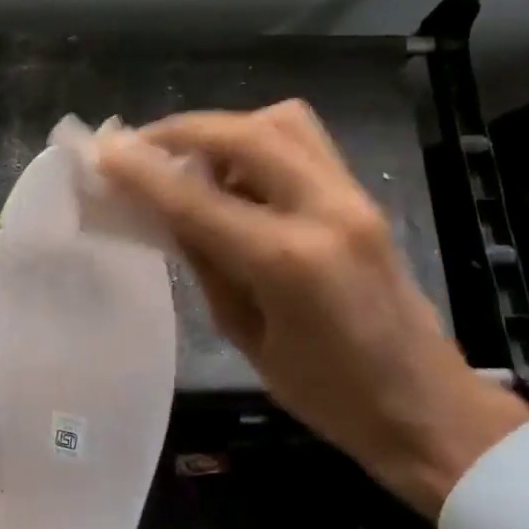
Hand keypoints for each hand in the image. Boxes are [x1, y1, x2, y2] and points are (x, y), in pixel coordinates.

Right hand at [98, 102, 528, 516]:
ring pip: (281, 122)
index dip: (141, 171)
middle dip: (181, 131)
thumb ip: (205, 261)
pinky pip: (304, 143)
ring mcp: (352, 198)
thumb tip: (163, 212)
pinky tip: (233, 175)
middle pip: (244, 133)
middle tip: (138, 147)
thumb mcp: (244, 335)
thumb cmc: (326, 394)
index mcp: (288, 261)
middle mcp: (325, 211)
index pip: (196, 198)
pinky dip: (257, 141)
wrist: (426, 407)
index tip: (102, 152)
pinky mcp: (363, 198)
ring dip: (223, 129)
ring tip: (188, 158)